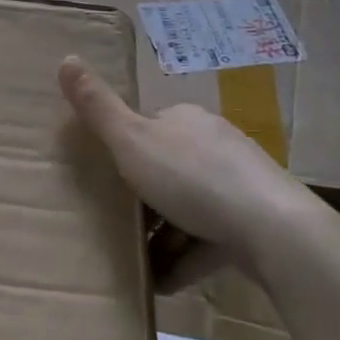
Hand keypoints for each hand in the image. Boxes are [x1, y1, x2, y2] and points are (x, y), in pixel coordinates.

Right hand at [59, 55, 325, 285]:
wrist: (273, 230)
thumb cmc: (192, 178)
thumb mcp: (132, 141)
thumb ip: (97, 107)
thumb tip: (66, 56)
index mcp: (185, 120)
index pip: (148, 129)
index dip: (124, 153)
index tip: (105, 180)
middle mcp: (214, 144)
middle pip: (168, 170)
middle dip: (143, 200)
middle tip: (116, 225)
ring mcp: (238, 184)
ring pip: (189, 208)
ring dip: (163, 236)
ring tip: (136, 264)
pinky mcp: (254, 224)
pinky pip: (210, 240)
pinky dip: (186, 259)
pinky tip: (165, 283)